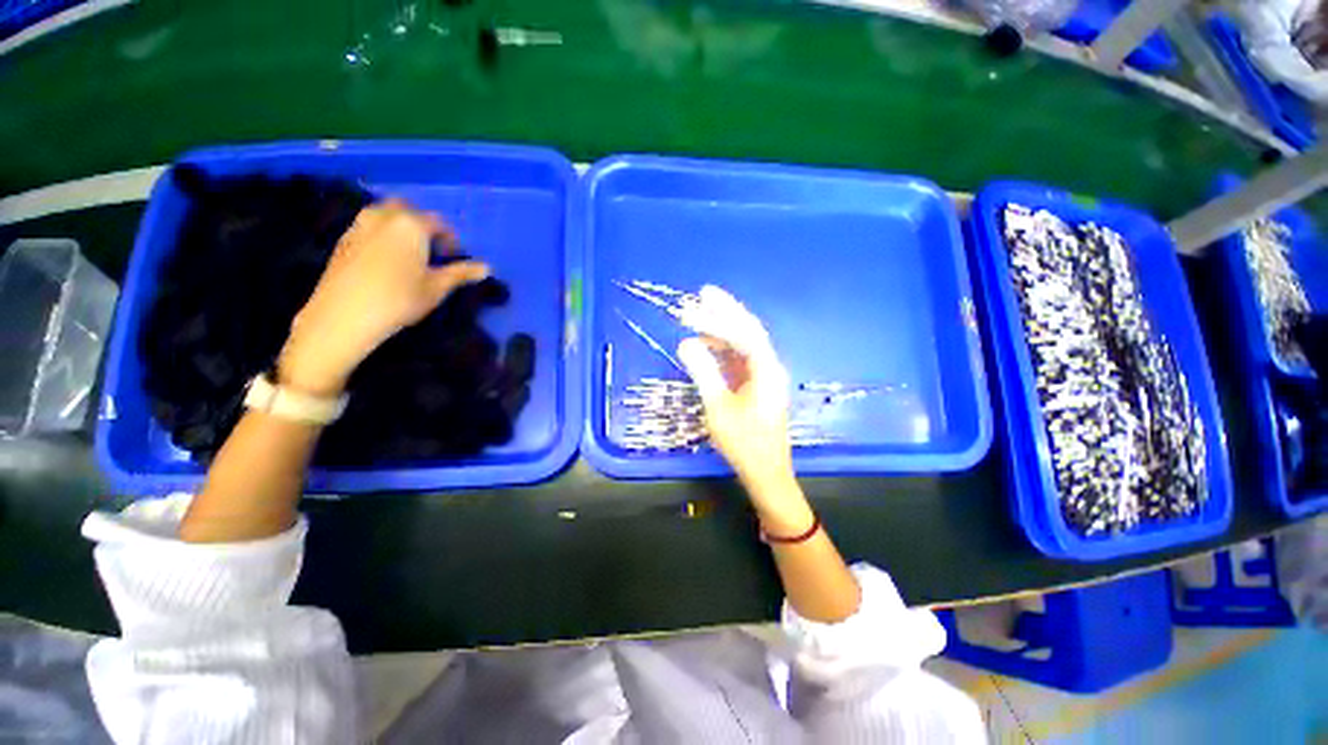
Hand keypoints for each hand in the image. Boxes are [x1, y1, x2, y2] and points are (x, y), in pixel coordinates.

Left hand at [278, 200, 488, 394]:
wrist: (345, 314)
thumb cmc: (400, 299)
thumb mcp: (437, 287)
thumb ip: (461, 273)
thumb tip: (487, 268)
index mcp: (411, 225)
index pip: (438, 222)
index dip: (450, 239)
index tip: (453, 257)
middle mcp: (384, 217)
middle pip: (407, 210)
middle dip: (422, 224)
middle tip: (430, 249)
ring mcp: (360, 225)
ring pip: (384, 215)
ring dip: (399, 226)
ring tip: (408, 252)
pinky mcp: (343, 239)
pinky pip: (368, 226)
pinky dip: (381, 234)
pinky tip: (385, 259)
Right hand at [677, 286, 802, 519]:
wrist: (765, 471)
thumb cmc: (743, 442)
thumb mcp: (718, 406)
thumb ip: (703, 371)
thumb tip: (685, 342)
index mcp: (766, 369)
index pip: (745, 332)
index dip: (723, 313)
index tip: (702, 296)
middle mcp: (769, 367)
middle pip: (747, 331)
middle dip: (725, 312)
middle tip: (702, 295)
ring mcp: (764, 376)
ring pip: (743, 345)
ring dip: (721, 332)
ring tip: (696, 321)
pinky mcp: (757, 386)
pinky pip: (739, 360)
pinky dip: (723, 350)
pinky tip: (706, 347)